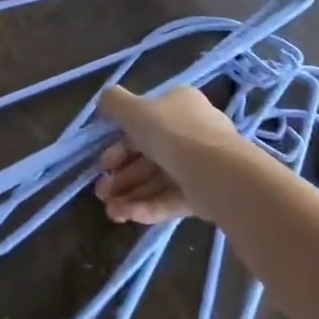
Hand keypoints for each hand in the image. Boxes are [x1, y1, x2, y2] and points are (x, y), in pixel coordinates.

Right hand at [93, 85, 231, 224]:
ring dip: (131, 194)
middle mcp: (191, 132)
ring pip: (158, 180)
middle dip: (121, 175)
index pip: (144, 122)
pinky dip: (149, 207)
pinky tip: (129, 217)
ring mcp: (200, 165)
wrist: (218, 173)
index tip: (102, 161)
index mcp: (178, 105)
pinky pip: (172, 198)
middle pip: (148, 155)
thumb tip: (104, 101)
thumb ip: (114, 103)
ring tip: (111, 212)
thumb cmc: (172, 133)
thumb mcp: (134, 109)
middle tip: (101, 191)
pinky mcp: (205, 194)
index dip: (118, 143)